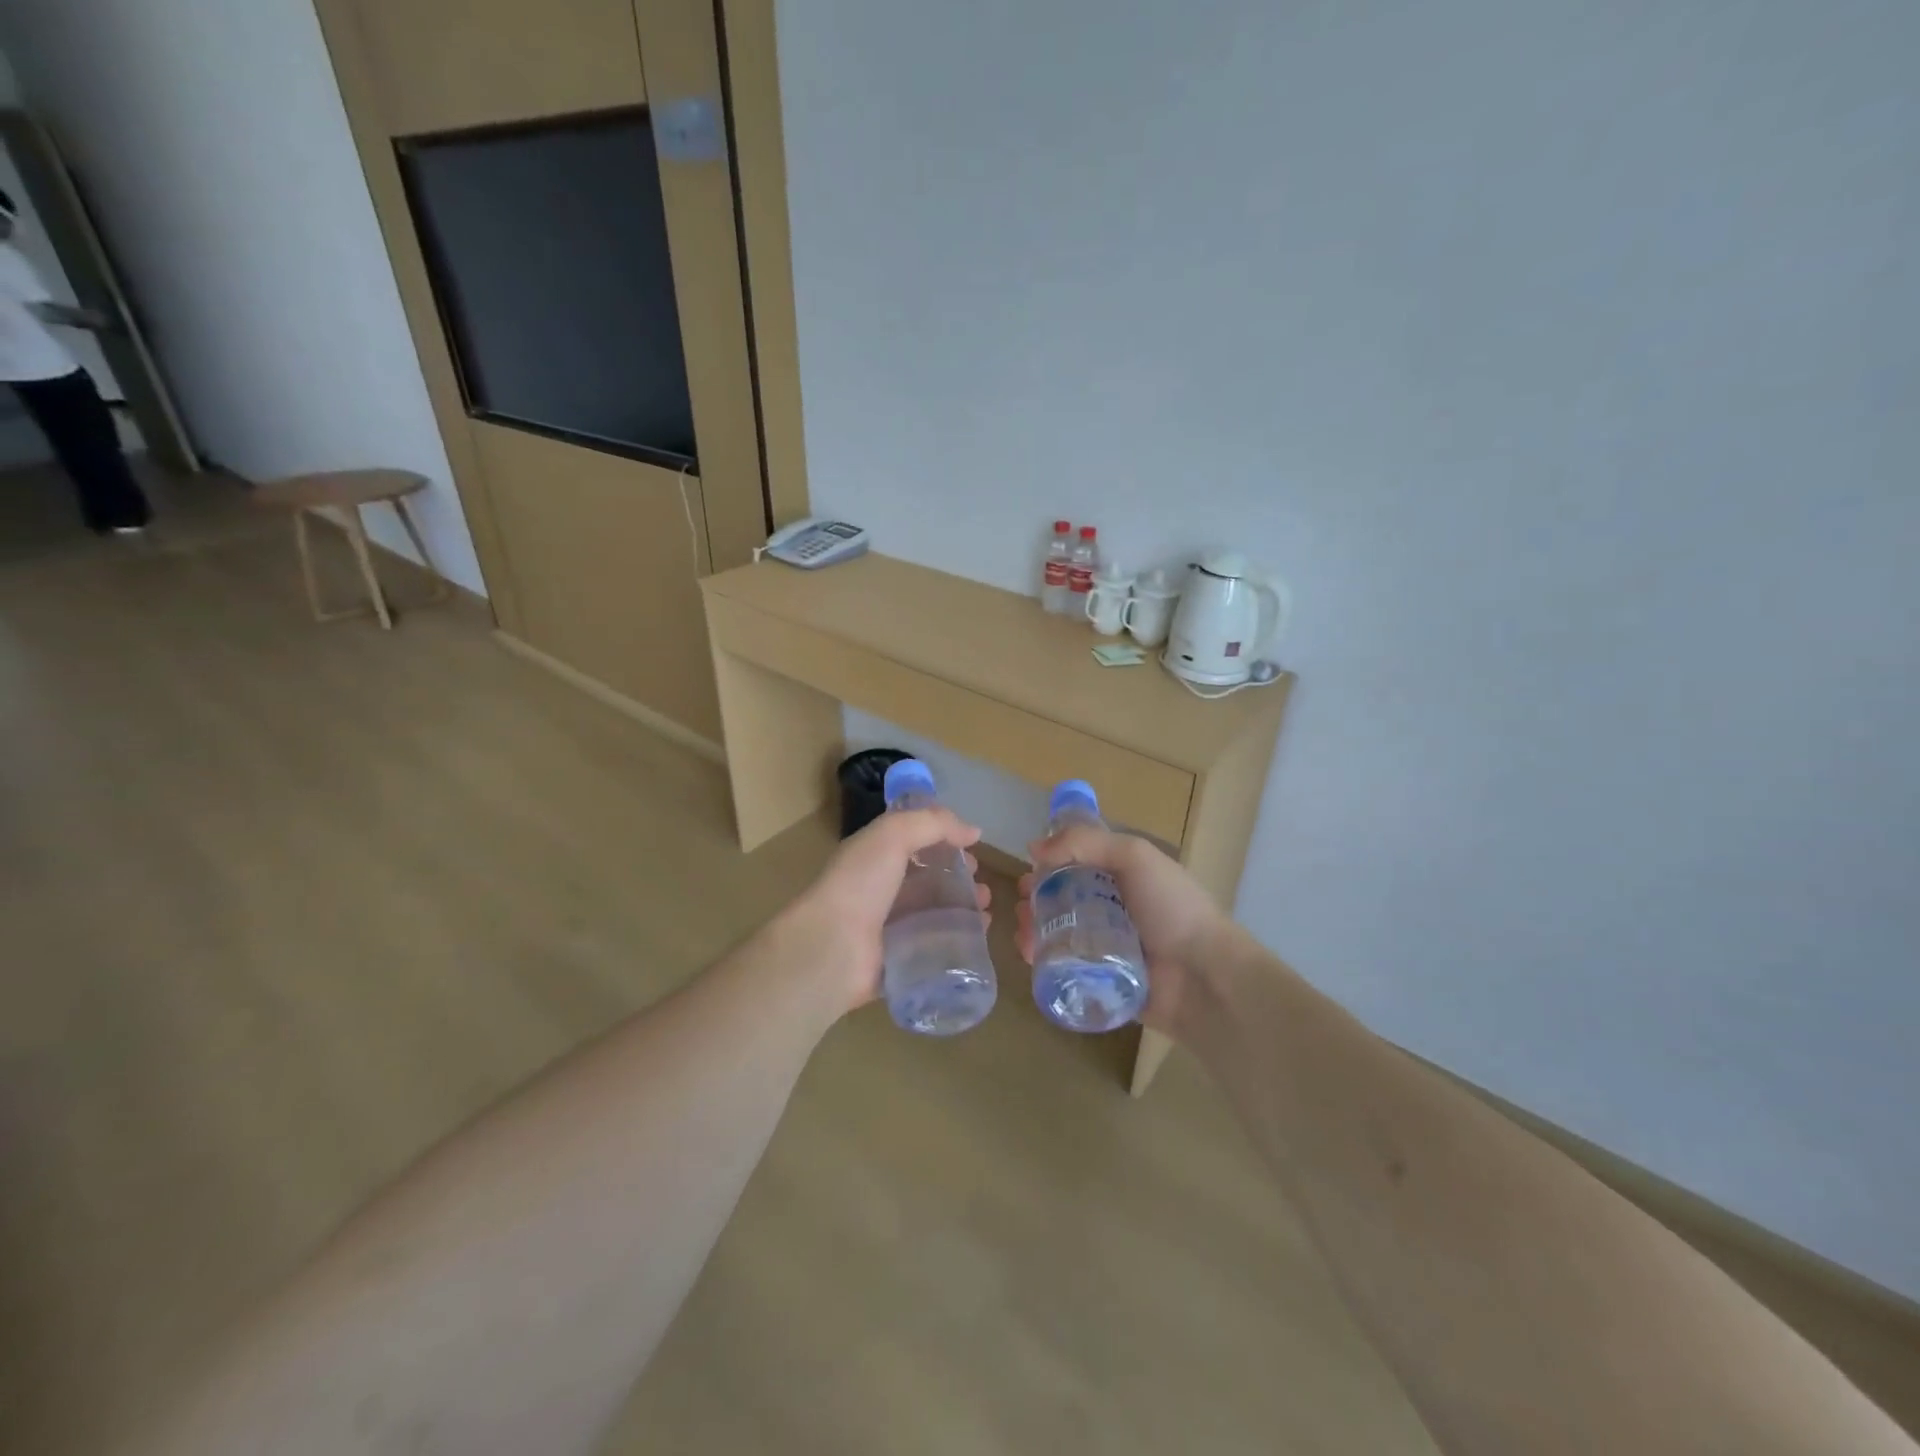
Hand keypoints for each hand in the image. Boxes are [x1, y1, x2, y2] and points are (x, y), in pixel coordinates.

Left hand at [777, 808, 987, 1019]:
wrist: (831, 948)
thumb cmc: (860, 883)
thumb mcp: (893, 835)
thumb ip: (934, 824)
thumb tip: (973, 831)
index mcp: (875, 856)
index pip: (915, 842)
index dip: (945, 841)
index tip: (973, 849)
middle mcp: (881, 889)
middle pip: (928, 879)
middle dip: (959, 879)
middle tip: (983, 886)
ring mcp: (889, 927)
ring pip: (934, 913)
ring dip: (963, 908)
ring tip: (985, 910)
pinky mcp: (898, 959)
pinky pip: (934, 945)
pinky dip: (958, 938)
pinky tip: (978, 934)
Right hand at [1016, 826, 1227, 1037]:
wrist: (1204, 977)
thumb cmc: (1172, 908)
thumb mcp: (1134, 857)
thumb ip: (1085, 843)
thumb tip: (1034, 847)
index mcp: (1125, 878)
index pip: (1079, 865)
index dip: (1051, 865)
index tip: (1029, 870)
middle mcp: (1114, 910)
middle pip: (1064, 900)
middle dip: (1038, 899)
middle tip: (1023, 904)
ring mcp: (1107, 948)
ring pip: (1059, 934)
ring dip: (1034, 928)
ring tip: (1023, 931)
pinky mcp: (1100, 981)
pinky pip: (1064, 967)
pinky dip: (1043, 959)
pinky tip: (1030, 954)